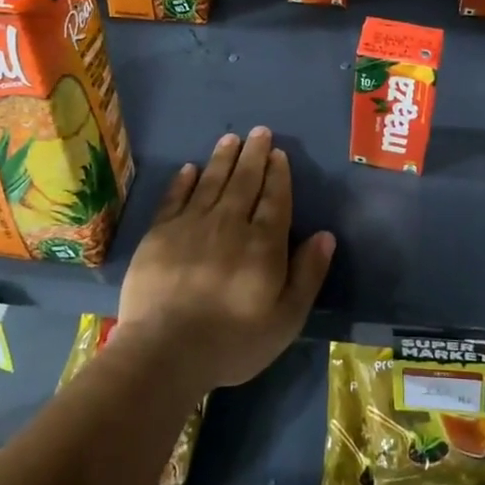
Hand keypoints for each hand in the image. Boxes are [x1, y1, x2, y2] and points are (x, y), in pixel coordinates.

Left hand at [114, 127, 335, 392]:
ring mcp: (191, 225)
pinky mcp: (159, 234)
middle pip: (244, 182)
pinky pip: (175, 198)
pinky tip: (190, 168)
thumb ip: (308, 275)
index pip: (275, 199)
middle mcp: (229, 224)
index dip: (278, 175)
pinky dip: (184, 181)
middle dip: (254, 155)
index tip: (279, 153)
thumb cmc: (232, 342)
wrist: (164, 352)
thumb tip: (326, 235)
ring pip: (211, 182)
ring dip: (223, 158)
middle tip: (259, 131)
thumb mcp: (285, 320)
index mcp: (263, 244)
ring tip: (231, 138)